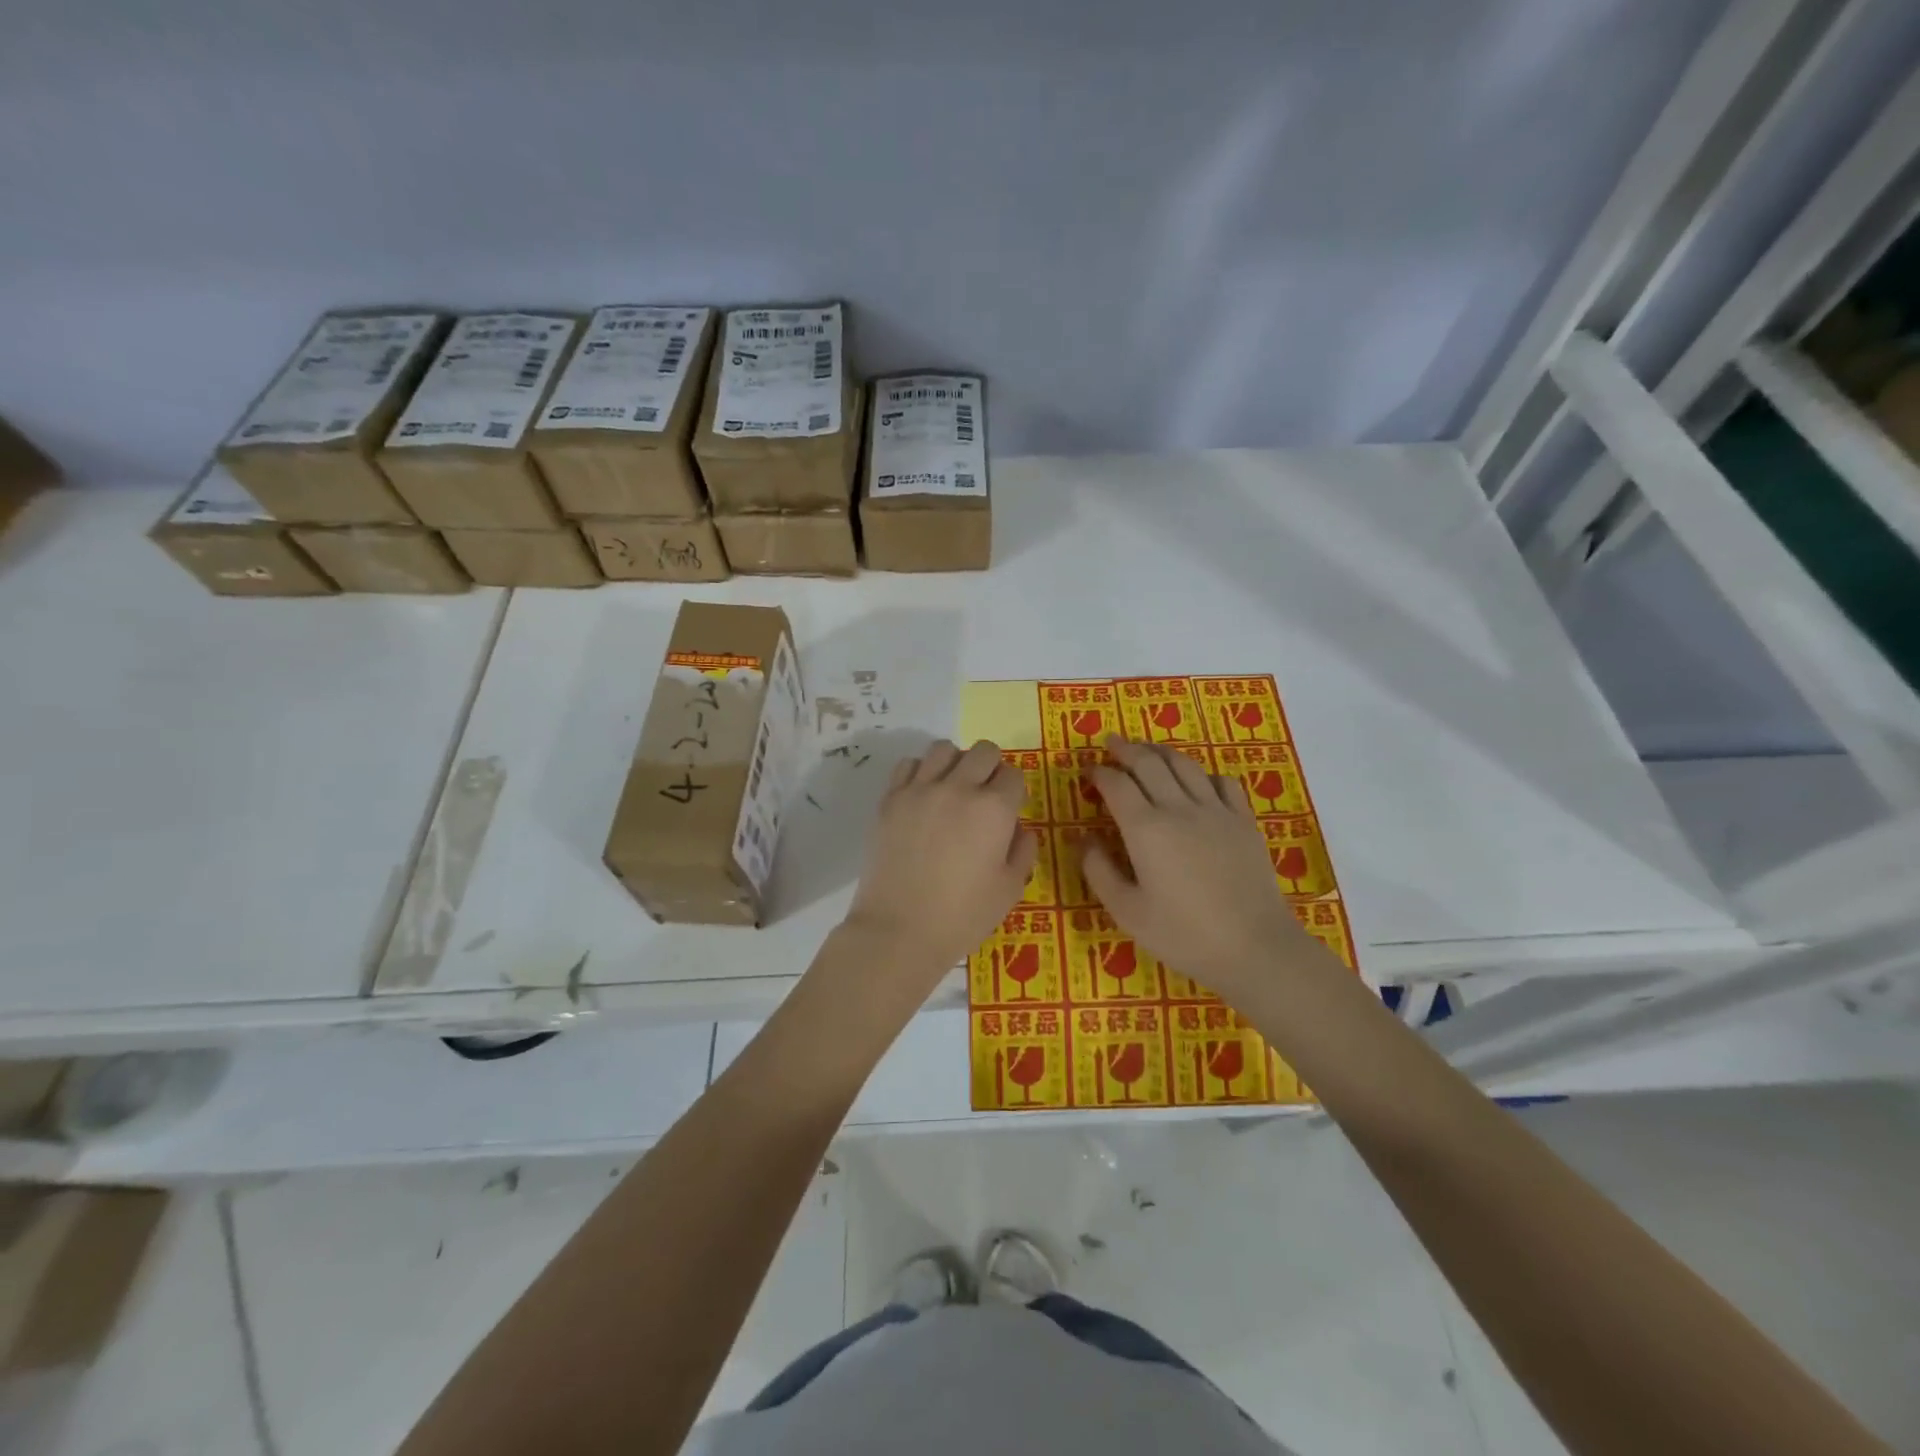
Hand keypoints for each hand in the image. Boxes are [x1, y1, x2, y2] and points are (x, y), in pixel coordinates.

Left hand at [843, 739, 1035, 988]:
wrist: (898, 930)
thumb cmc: (962, 916)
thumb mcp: (1010, 889)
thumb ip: (1023, 850)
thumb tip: (1018, 827)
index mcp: (994, 809)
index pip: (1013, 775)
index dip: (1015, 792)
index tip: (1009, 812)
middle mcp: (958, 788)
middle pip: (984, 750)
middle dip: (991, 768)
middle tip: (985, 796)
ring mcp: (920, 789)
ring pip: (944, 748)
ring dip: (956, 762)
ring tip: (953, 789)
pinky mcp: (891, 798)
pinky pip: (909, 764)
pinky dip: (921, 772)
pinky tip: (923, 796)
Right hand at [1084, 735, 1332, 1003]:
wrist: (1254, 947)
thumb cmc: (1183, 934)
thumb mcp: (1126, 911)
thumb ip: (1098, 870)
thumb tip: (1083, 839)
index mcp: (1145, 829)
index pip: (1116, 784)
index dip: (1099, 773)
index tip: (1089, 772)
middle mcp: (1179, 808)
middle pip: (1149, 763)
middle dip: (1126, 749)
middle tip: (1112, 744)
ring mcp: (1216, 811)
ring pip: (1185, 764)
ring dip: (1161, 752)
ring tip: (1147, 750)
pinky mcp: (1243, 821)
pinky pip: (1222, 782)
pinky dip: (1203, 773)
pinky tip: (1197, 781)